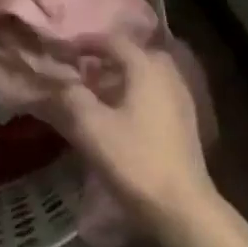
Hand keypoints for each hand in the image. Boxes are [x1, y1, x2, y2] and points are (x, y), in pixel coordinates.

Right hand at [44, 35, 218, 236]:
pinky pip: (156, 92)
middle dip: (107, 59)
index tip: (65, 52)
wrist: (182, 205)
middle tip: (83, 71)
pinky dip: (136, 93)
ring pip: (147, 74)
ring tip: (99, 93)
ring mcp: (181, 97)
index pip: (114, 41)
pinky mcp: (185, 120)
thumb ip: (72, 97)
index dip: (87, 43)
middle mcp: (168, 74)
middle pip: (134, 54)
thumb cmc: (135, 160)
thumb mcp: (92, 128)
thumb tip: (62, 82)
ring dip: (122, 77)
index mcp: (146, 68)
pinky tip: (122, 114)